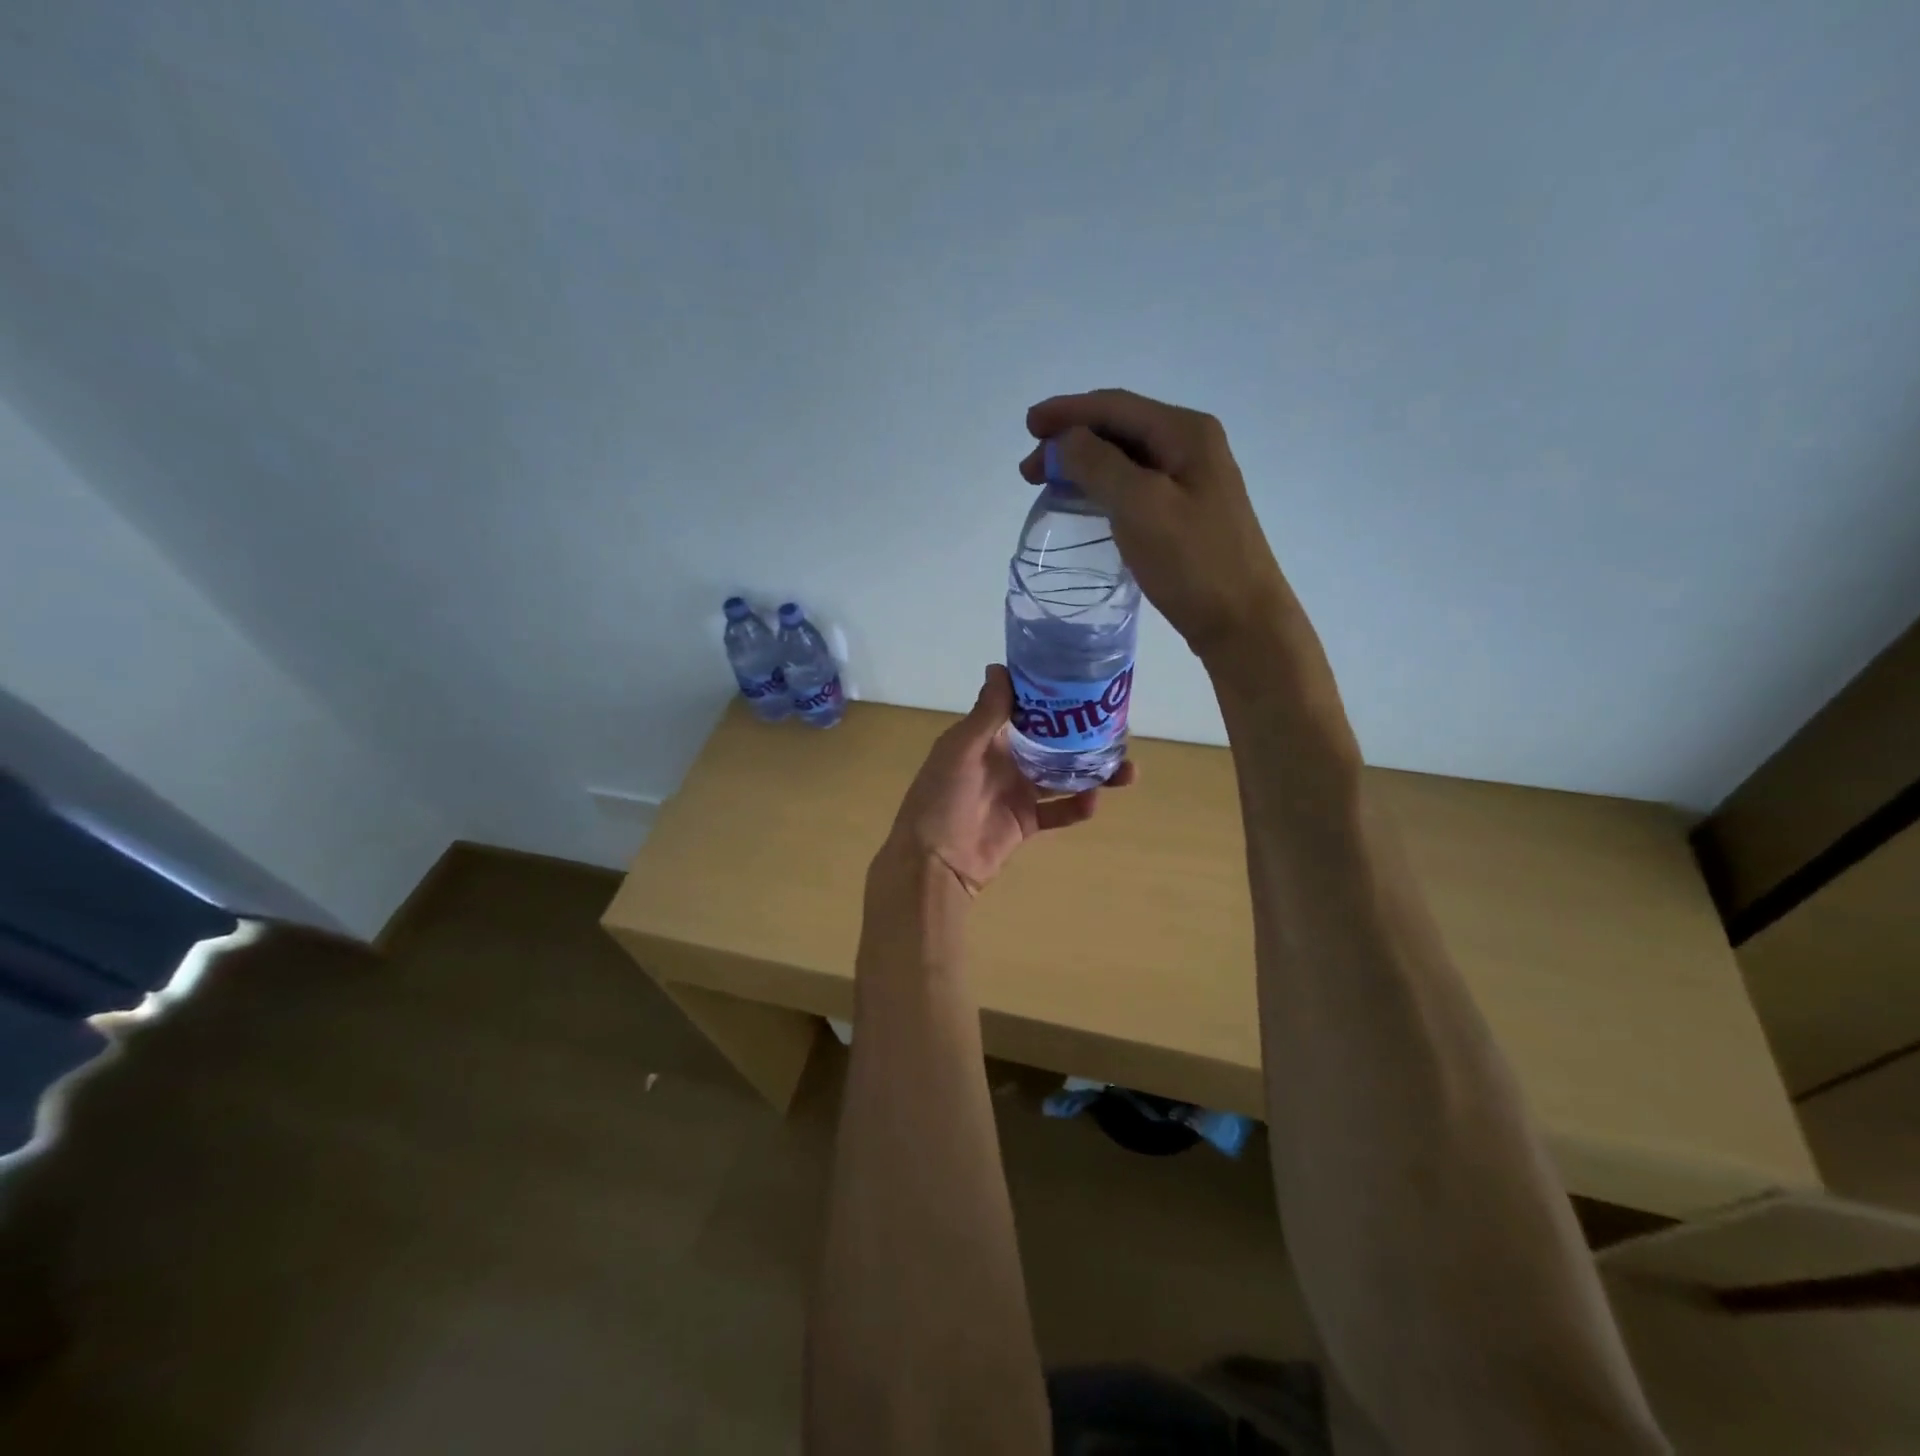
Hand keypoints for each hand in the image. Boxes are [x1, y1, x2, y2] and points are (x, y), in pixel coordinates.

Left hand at [883, 665, 1135, 894]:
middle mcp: (1005, 760)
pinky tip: (1093, 802)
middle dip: (1084, 738)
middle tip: (1120, 731)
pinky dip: (1077, 808)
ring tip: (1126, 771)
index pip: (1026, 710)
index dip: (1054, 699)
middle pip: (1053, 743)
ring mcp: (1017, 792)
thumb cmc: (941, 797)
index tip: (1088, 687)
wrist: (934, 861)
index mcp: (987, 738)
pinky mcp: (1026, 822)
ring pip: (1063, 777)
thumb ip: (986, 713)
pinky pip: (1059, 811)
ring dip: (1092, 773)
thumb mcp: (961, 749)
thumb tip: (1000, 666)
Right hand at [1020, 389, 1297, 662]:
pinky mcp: (1186, 512)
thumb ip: (1098, 464)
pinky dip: (1102, 488)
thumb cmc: (1193, 562)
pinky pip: (1135, 486)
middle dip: (1070, 440)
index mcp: (1185, 433)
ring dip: (1083, 465)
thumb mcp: (1140, 506)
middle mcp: (1191, 446)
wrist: (1241, 621)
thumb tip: (1065, 440)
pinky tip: (1085, 504)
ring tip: (1047, 486)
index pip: (1115, 407)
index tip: (1027, 427)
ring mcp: (1191, 480)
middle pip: (1119, 428)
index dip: (1066, 412)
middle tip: (1028, 470)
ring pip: (1125, 458)